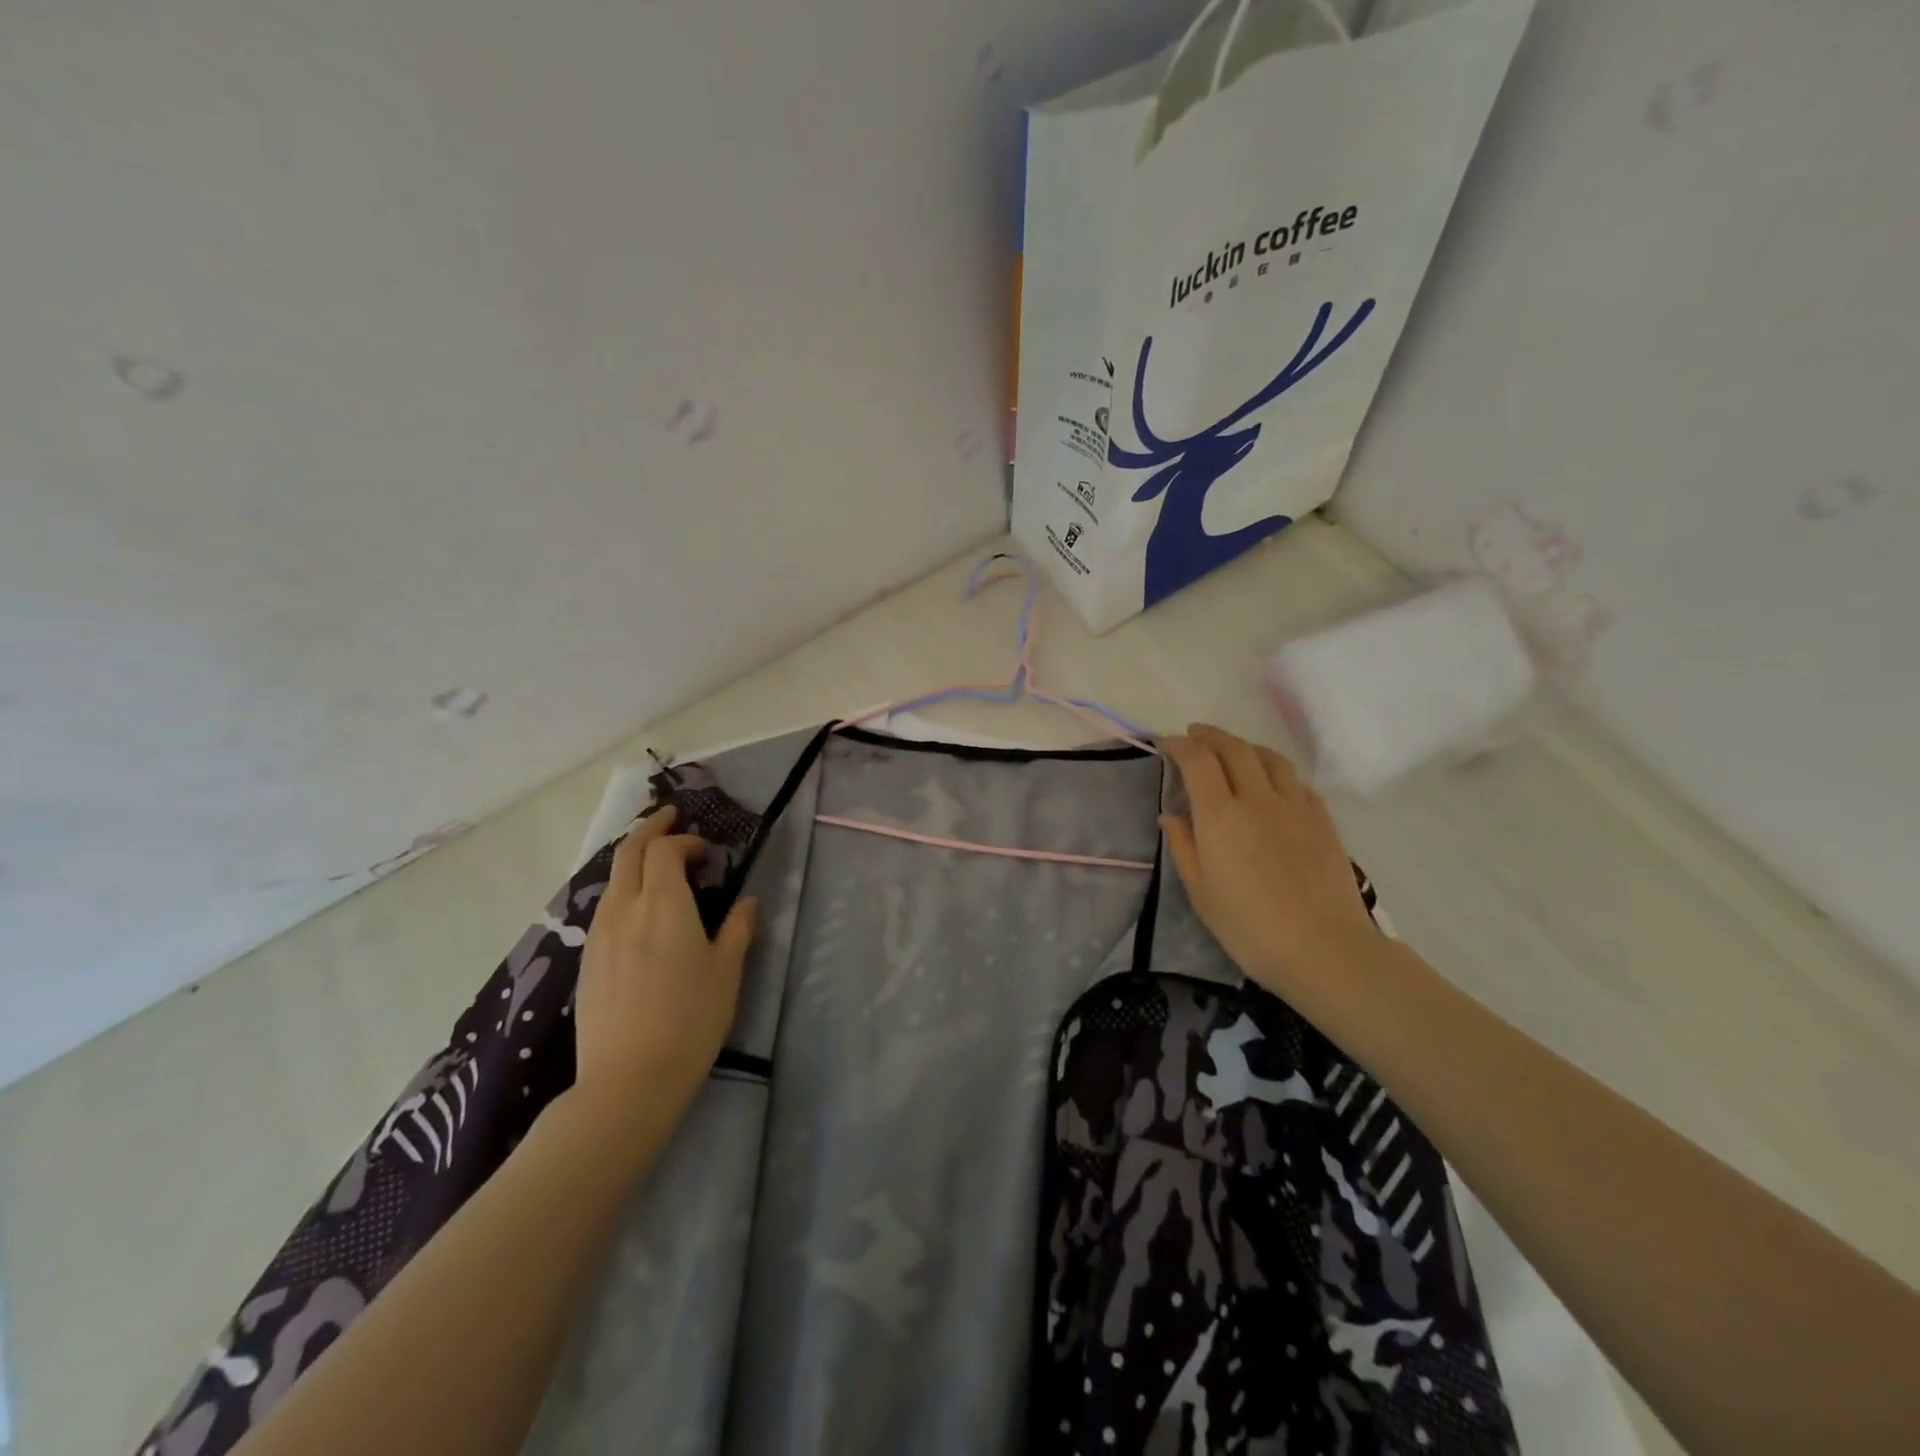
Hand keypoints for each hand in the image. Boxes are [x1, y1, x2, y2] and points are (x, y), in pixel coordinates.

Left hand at [570, 806, 756, 1138]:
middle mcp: (625, 909)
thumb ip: (738, 928)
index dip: (685, 840)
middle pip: (629, 852)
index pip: (665, 850)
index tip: (706, 851)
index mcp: (663, 905)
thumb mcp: (727, 972)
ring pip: (613, 879)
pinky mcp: (587, 959)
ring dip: (634, 859)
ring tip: (656, 861)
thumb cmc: (690, 1020)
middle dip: (650, 829)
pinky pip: (605, 906)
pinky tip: (639, 909)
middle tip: (671, 819)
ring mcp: (599, 934)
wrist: (628, 1080)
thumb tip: (746, 901)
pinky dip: (623, 889)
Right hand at [1160, 724, 1376, 999]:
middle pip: (1233, 748)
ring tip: (1232, 750)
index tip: (1166, 744)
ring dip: (1244, 745)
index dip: (1179, 745)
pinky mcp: (1322, 819)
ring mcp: (1295, 806)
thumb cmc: (1249, 927)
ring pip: (1268, 757)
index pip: (1197, 761)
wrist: (1323, 949)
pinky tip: (1272, 780)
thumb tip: (1171, 815)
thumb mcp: (1200, 892)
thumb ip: (1183, 846)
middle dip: (1209, 736)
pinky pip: (1295, 779)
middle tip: (1194, 735)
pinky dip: (1275, 768)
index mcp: (1221, 815)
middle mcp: (1257, 798)